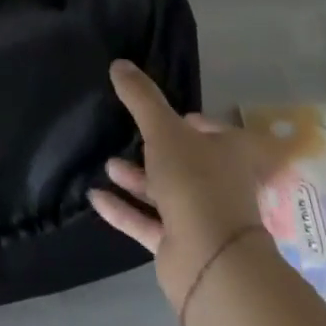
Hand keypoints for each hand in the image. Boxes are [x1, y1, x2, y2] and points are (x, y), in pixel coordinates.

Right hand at [91, 60, 278, 315]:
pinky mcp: (181, 247)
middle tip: (133, 136)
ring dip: (138, 179)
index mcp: (231, 155)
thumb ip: (141, 97)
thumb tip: (119, 63)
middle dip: (159, 151)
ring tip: (108, 163)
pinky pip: (148, 222)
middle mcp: (221, 186)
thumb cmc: (196, 182)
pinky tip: (95, 196)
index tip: (172, 115)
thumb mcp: (163, 129)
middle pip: (190, 163)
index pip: (219, 133)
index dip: (198, 123)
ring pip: (167, 193)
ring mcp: (202, 219)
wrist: (211, 262)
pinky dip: (124, 209)